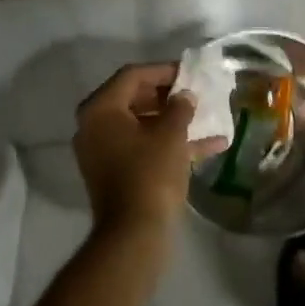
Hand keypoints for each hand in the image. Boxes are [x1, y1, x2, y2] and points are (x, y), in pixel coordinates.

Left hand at [72, 63, 224, 243]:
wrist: (135, 234)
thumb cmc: (151, 173)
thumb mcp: (171, 134)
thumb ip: (180, 107)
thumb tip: (184, 96)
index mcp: (100, 109)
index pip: (132, 76)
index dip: (163, 70)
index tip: (189, 72)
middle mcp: (94, 126)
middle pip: (134, 98)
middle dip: (168, 96)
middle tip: (195, 93)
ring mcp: (103, 152)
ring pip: (141, 125)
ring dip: (173, 121)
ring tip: (205, 117)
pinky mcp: (115, 173)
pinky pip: (142, 147)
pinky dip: (169, 144)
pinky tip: (209, 146)